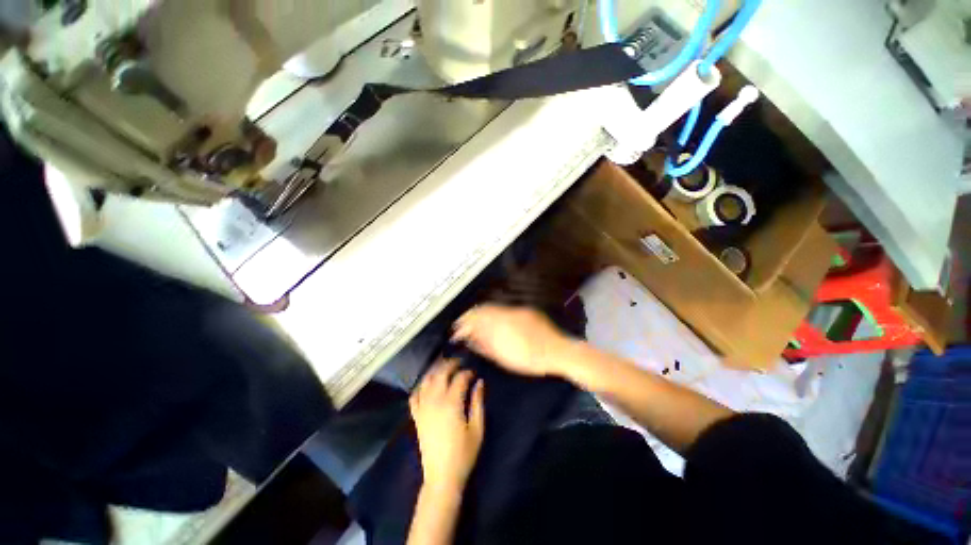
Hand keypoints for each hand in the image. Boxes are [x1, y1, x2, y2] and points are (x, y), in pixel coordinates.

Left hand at [410, 359, 484, 491]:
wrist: (442, 477)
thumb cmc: (464, 453)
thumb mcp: (477, 428)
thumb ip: (478, 402)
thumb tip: (479, 381)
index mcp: (451, 403)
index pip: (459, 378)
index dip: (467, 372)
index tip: (474, 372)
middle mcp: (434, 401)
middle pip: (440, 374)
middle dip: (450, 364)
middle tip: (460, 362)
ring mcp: (423, 408)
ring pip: (426, 381)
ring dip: (436, 370)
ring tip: (445, 367)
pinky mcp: (416, 417)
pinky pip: (414, 395)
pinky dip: (420, 386)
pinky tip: (428, 383)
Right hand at [452, 304, 572, 377]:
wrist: (558, 351)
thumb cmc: (531, 359)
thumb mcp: (505, 357)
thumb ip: (485, 346)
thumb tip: (470, 338)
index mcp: (502, 324)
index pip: (477, 317)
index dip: (464, 321)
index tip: (457, 329)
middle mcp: (508, 312)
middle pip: (483, 309)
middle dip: (471, 316)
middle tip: (463, 327)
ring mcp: (518, 310)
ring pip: (493, 308)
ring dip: (482, 315)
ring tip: (475, 325)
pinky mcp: (526, 311)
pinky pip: (504, 309)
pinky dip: (494, 315)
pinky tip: (492, 323)